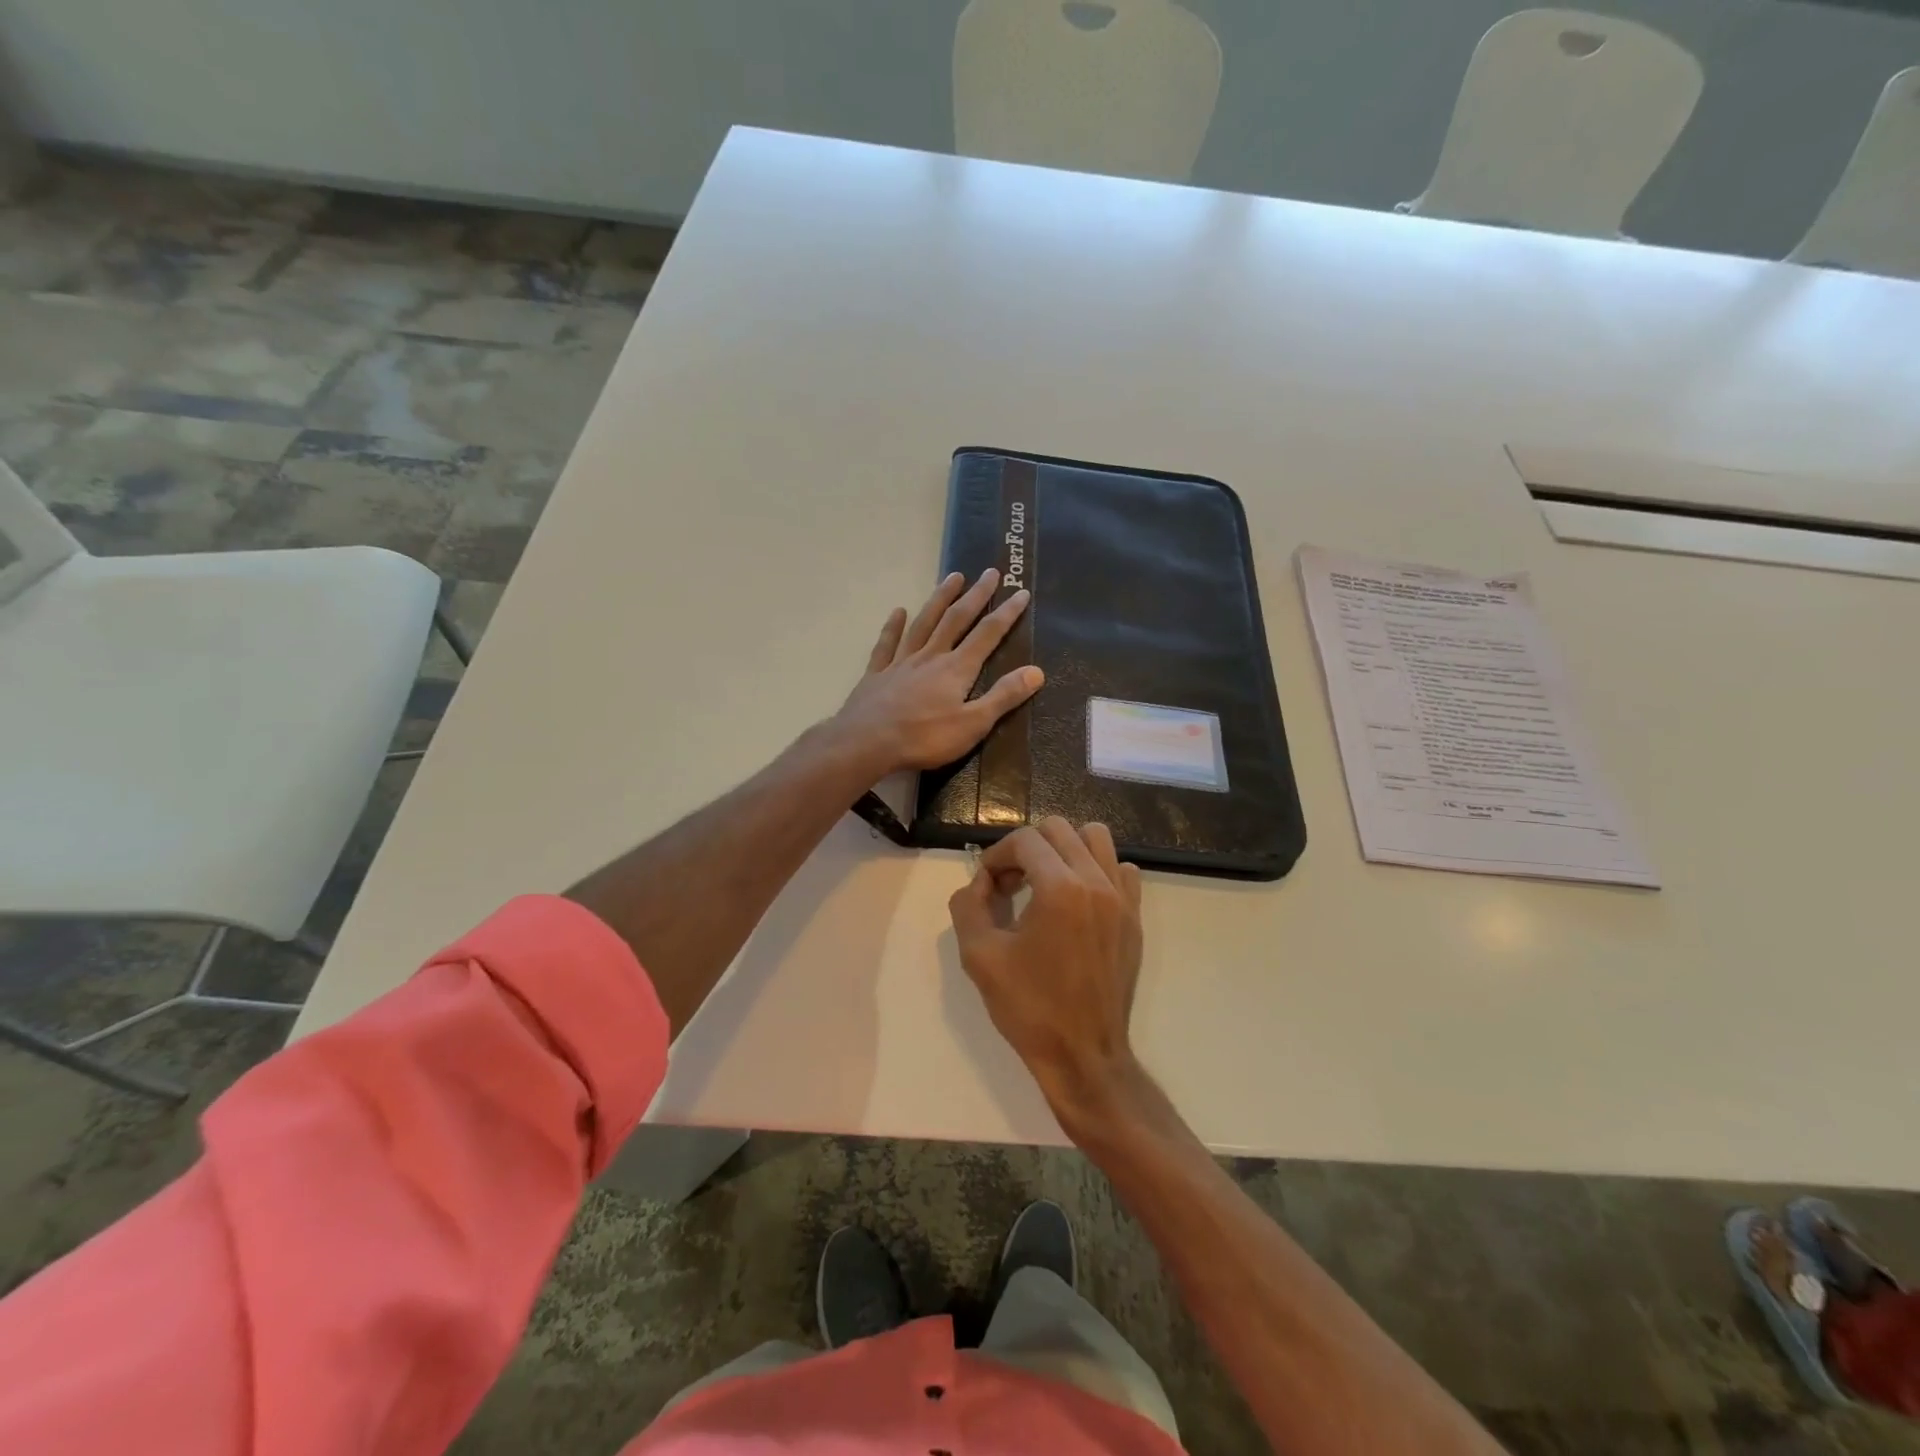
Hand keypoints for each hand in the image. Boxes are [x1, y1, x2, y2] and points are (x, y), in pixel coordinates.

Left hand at [835, 569, 1043, 774]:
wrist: (867, 743)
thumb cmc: (924, 738)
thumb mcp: (973, 724)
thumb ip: (1004, 696)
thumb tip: (1037, 671)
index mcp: (956, 669)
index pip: (987, 634)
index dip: (1006, 613)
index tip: (1021, 592)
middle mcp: (930, 656)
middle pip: (956, 619)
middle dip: (976, 595)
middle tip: (990, 572)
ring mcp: (901, 662)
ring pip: (924, 623)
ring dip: (940, 599)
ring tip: (953, 577)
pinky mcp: (877, 674)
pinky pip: (887, 643)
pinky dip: (893, 626)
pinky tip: (898, 611)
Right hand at [949, 818, 1143, 1114]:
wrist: (1084, 1055)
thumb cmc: (1029, 1008)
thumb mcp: (979, 956)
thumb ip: (968, 905)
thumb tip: (980, 882)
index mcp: (1060, 889)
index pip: (1025, 839)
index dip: (997, 855)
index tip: (987, 884)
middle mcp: (1096, 883)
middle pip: (1059, 829)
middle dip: (1027, 848)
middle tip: (1011, 884)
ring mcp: (1122, 899)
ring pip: (1096, 839)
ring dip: (1064, 849)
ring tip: (1045, 883)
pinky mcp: (1134, 918)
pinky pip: (1122, 870)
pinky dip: (1097, 871)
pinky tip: (1078, 901)